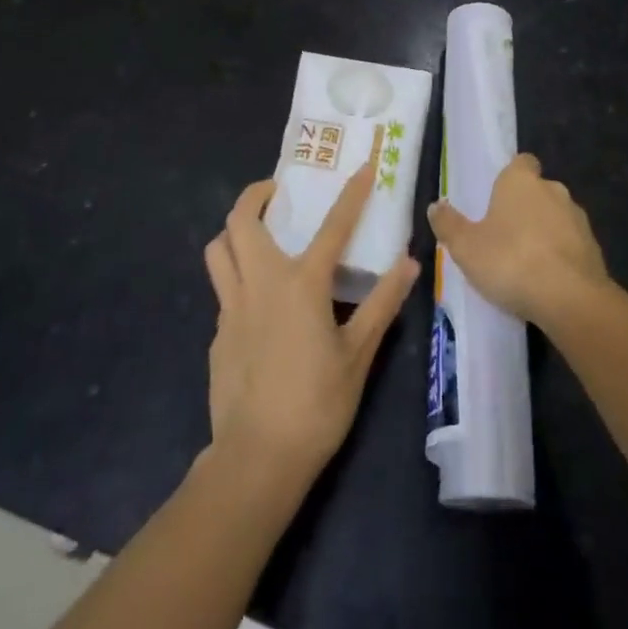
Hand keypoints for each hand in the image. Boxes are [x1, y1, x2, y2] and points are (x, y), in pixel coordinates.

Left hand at [202, 165, 419, 486]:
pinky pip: (222, 290)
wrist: (257, 459)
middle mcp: (261, 283)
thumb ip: (382, 304)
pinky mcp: (218, 334)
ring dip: (234, 232)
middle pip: (241, 221)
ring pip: (218, 250)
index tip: (363, 168)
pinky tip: (257, 304)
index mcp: (302, 283)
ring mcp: (233, 308)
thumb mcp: (359, 354)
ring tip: (256, 235)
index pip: (333, 225)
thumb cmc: (316, 404)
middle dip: (254, 195)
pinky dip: (236, 279)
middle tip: (275, 193)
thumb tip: (409, 263)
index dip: (352, 194)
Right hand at [427, 153, 609, 328]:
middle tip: (505, 235)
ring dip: (545, 232)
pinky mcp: (594, 247)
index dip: (512, 176)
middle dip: (526, 208)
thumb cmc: (510, 260)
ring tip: (526, 262)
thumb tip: (436, 205)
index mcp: (521, 180)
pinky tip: (548, 280)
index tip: (499, 198)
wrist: (569, 297)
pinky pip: (572, 244)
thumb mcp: (466, 247)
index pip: (522, 162)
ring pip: (557, 217)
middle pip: (538, 190)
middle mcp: (553, 189)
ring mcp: (577, 217)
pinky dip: (562, 255)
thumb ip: (449, 224)